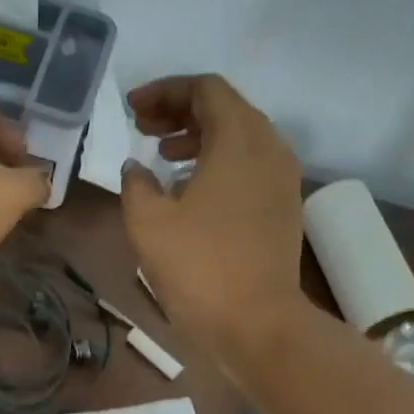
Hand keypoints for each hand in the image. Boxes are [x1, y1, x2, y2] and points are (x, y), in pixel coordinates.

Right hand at [120, 74, 305, 356]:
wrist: (257, 323)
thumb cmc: (199, 268)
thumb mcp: (148, 223)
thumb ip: (135, 184)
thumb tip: (136, 168)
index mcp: (239, 140)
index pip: (205, 89)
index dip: (164, 92)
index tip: (131, 110)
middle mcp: (270, 148)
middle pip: (226, 108)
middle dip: (180, 111)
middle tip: (142, 129)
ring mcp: (282, 179)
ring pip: (240, 137)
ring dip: (199, 137)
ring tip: (162, 156)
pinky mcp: (283, 207)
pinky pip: (249, 165)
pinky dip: (218, 162)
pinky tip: (190, 190)